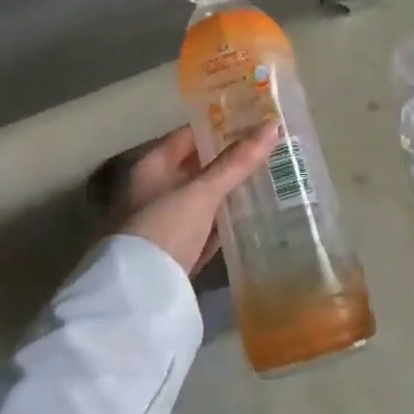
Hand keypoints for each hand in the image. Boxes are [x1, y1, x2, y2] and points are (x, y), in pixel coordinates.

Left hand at [116, 123, 279, 276]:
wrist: (141, 293)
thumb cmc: (165, 227)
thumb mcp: (202, 192)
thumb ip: (236, 162)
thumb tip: (272, 126)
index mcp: (152, 167)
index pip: (188, 135)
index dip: (218, 126)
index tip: (253, 120)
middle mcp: (155, 190)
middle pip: (197, 167)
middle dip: (229, 160)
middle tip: (269, 149)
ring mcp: (165, 222)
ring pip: (204, 198)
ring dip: (230, 191)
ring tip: (269, 178)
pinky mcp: (178, 250)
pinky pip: (207, 227)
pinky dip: (226, 221)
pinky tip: (251, 217)